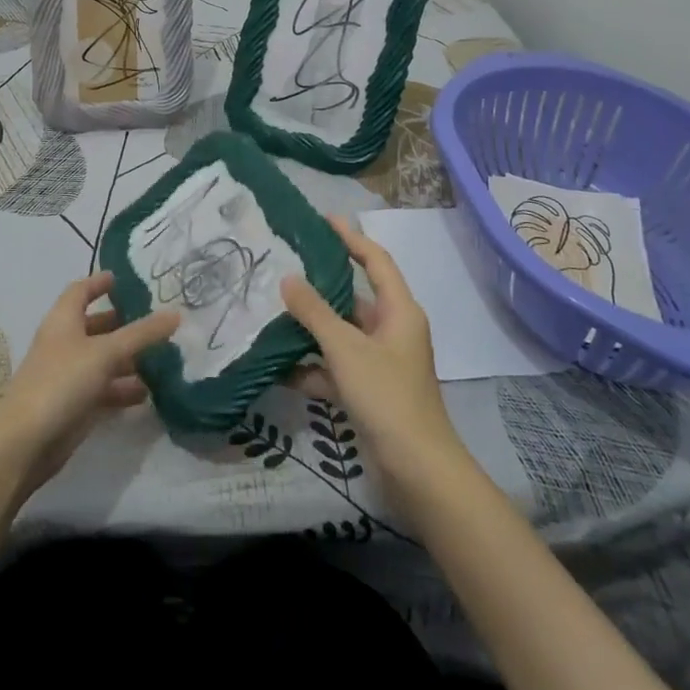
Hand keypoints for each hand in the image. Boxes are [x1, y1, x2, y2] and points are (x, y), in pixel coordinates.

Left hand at [0, 271, 177, 496]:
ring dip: (130, 358)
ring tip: (165, 356)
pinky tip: (150, 393)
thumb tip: (176, 313)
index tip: (126, 279)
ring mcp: (70, 376)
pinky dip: (125, 388)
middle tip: (158, 320)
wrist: (25, 442)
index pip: (81, 291)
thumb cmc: (61, 382)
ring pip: (104, 359)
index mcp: (64, 320)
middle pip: (97, 326)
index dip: (100, 283)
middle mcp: (65, 343)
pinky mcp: (76, 405)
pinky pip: (105, 389)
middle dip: (125, 323)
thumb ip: (142, 334)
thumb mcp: (106, 352)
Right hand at [281, 217, 466, 499]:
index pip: (376, 261)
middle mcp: (393, 331)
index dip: (351, 238)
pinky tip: (281, 368)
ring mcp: (381, 363)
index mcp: (399, 311)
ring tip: (273, 313)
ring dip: (311, 329)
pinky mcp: (370, 391)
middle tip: (285, 267)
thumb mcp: (346, 349)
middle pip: (355, 298)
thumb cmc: (387, 397)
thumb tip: (287, 278)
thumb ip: (315, 312)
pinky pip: (336, 368)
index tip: (324, 219)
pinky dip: (313, 367)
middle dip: (321, 286)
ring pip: (341, 334)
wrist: (417, 471)